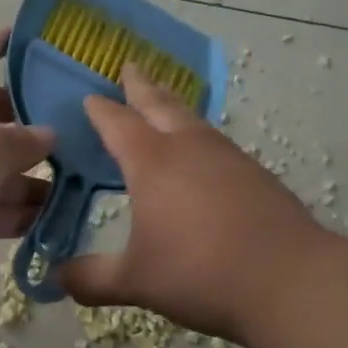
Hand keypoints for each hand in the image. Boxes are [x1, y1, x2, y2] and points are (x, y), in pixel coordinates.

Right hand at [59, 64, 323, 340]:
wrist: (290, 280)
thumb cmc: (200, 273)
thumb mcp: (135, 282)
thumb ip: (92, 278)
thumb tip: (58, 279)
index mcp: (152, 163)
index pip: (118, 124)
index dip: (100, 110)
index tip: (89, 97)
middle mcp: (189, 148)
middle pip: (160, 104)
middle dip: (141, 86)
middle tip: (129, 66)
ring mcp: (228, 158)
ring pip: (193, 120)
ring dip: (173, 106)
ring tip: (163, 104)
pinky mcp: (256, 174)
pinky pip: (217, 142)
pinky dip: (199, 136)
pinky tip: (202, 155)